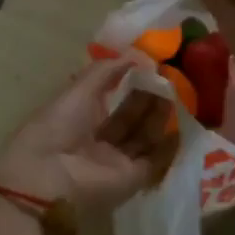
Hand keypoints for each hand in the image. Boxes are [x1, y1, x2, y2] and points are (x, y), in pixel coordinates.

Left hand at [0, 60, 177, 218]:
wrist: (51, 173)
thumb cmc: (60, 123)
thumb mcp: (80, 88)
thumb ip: (107, 70)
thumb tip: (136, 55)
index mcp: (80, 115)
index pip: (109, 96)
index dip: (129, 82)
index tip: (151, 67)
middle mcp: (99, 138)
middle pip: (129, 117)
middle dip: (148, 99)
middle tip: (169, 79)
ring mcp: (116, 159)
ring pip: (144, 136)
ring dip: (159, 117)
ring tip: (177, 94)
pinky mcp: (132, 178)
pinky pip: (155, 160)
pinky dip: (168, 146)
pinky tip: (183, 126)